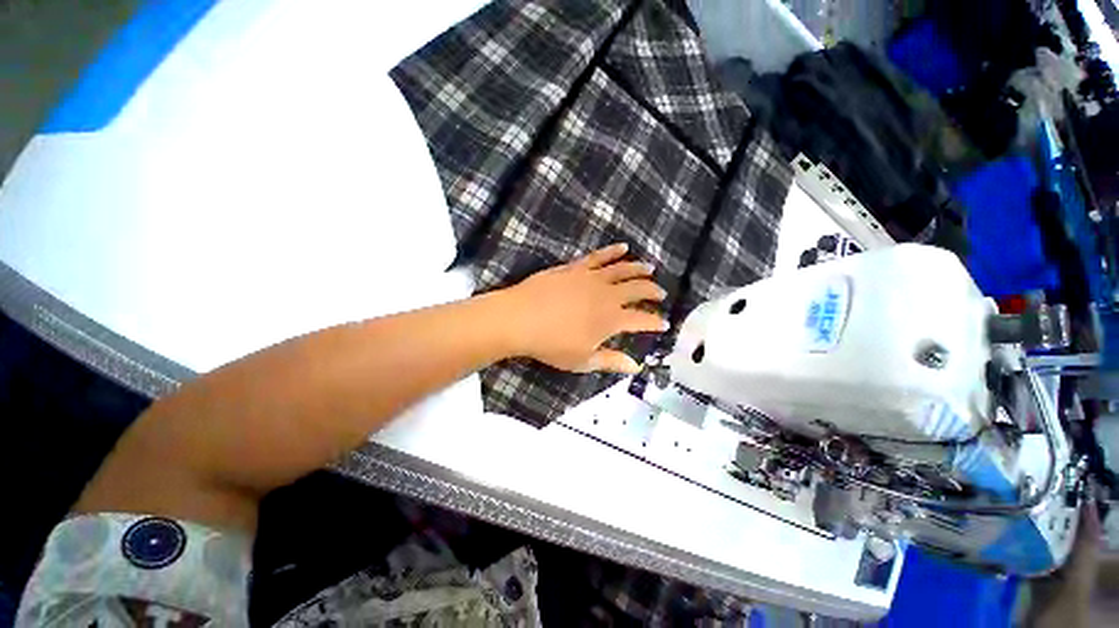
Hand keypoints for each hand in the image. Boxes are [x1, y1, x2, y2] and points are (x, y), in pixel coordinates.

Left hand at [500, 243, 667, 373]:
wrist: (520, 318)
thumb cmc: (551, 344)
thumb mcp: (582, 360)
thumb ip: (610, 361)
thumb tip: (635, 366)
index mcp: (611, 320)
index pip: (641, 320)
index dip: (655, 322)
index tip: (664, 323)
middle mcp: (607, 295)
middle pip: (637, 289)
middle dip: (652, 291)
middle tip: (661, 293)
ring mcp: (591, 278)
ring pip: (622, 269)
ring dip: (638, 269)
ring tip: (649, 268)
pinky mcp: (576, 268)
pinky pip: (599, 257)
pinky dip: (612, 251)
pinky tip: (622, 247)